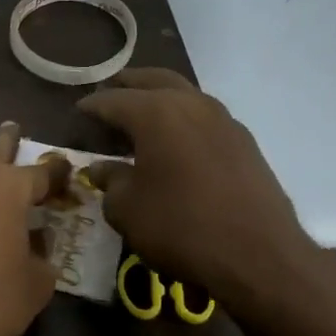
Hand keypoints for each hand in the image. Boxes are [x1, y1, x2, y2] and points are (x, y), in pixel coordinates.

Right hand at [80, 68, 322, 302]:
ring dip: (160, 98)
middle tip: (110, 93)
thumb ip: (109, 181)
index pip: (112, 100)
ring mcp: (224, 120)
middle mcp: (191, 104)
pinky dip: (183, 120)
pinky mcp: (244, 142)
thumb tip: (101, 169)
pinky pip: (204, 117)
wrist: (258, 255)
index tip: (77, 113)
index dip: (91, 107)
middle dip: (129, 84)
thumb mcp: (127, 209)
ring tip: (141, 117)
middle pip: (154, 80)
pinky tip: (175, 142)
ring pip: (184, 94)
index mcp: (155, 113)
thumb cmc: (180, 227)